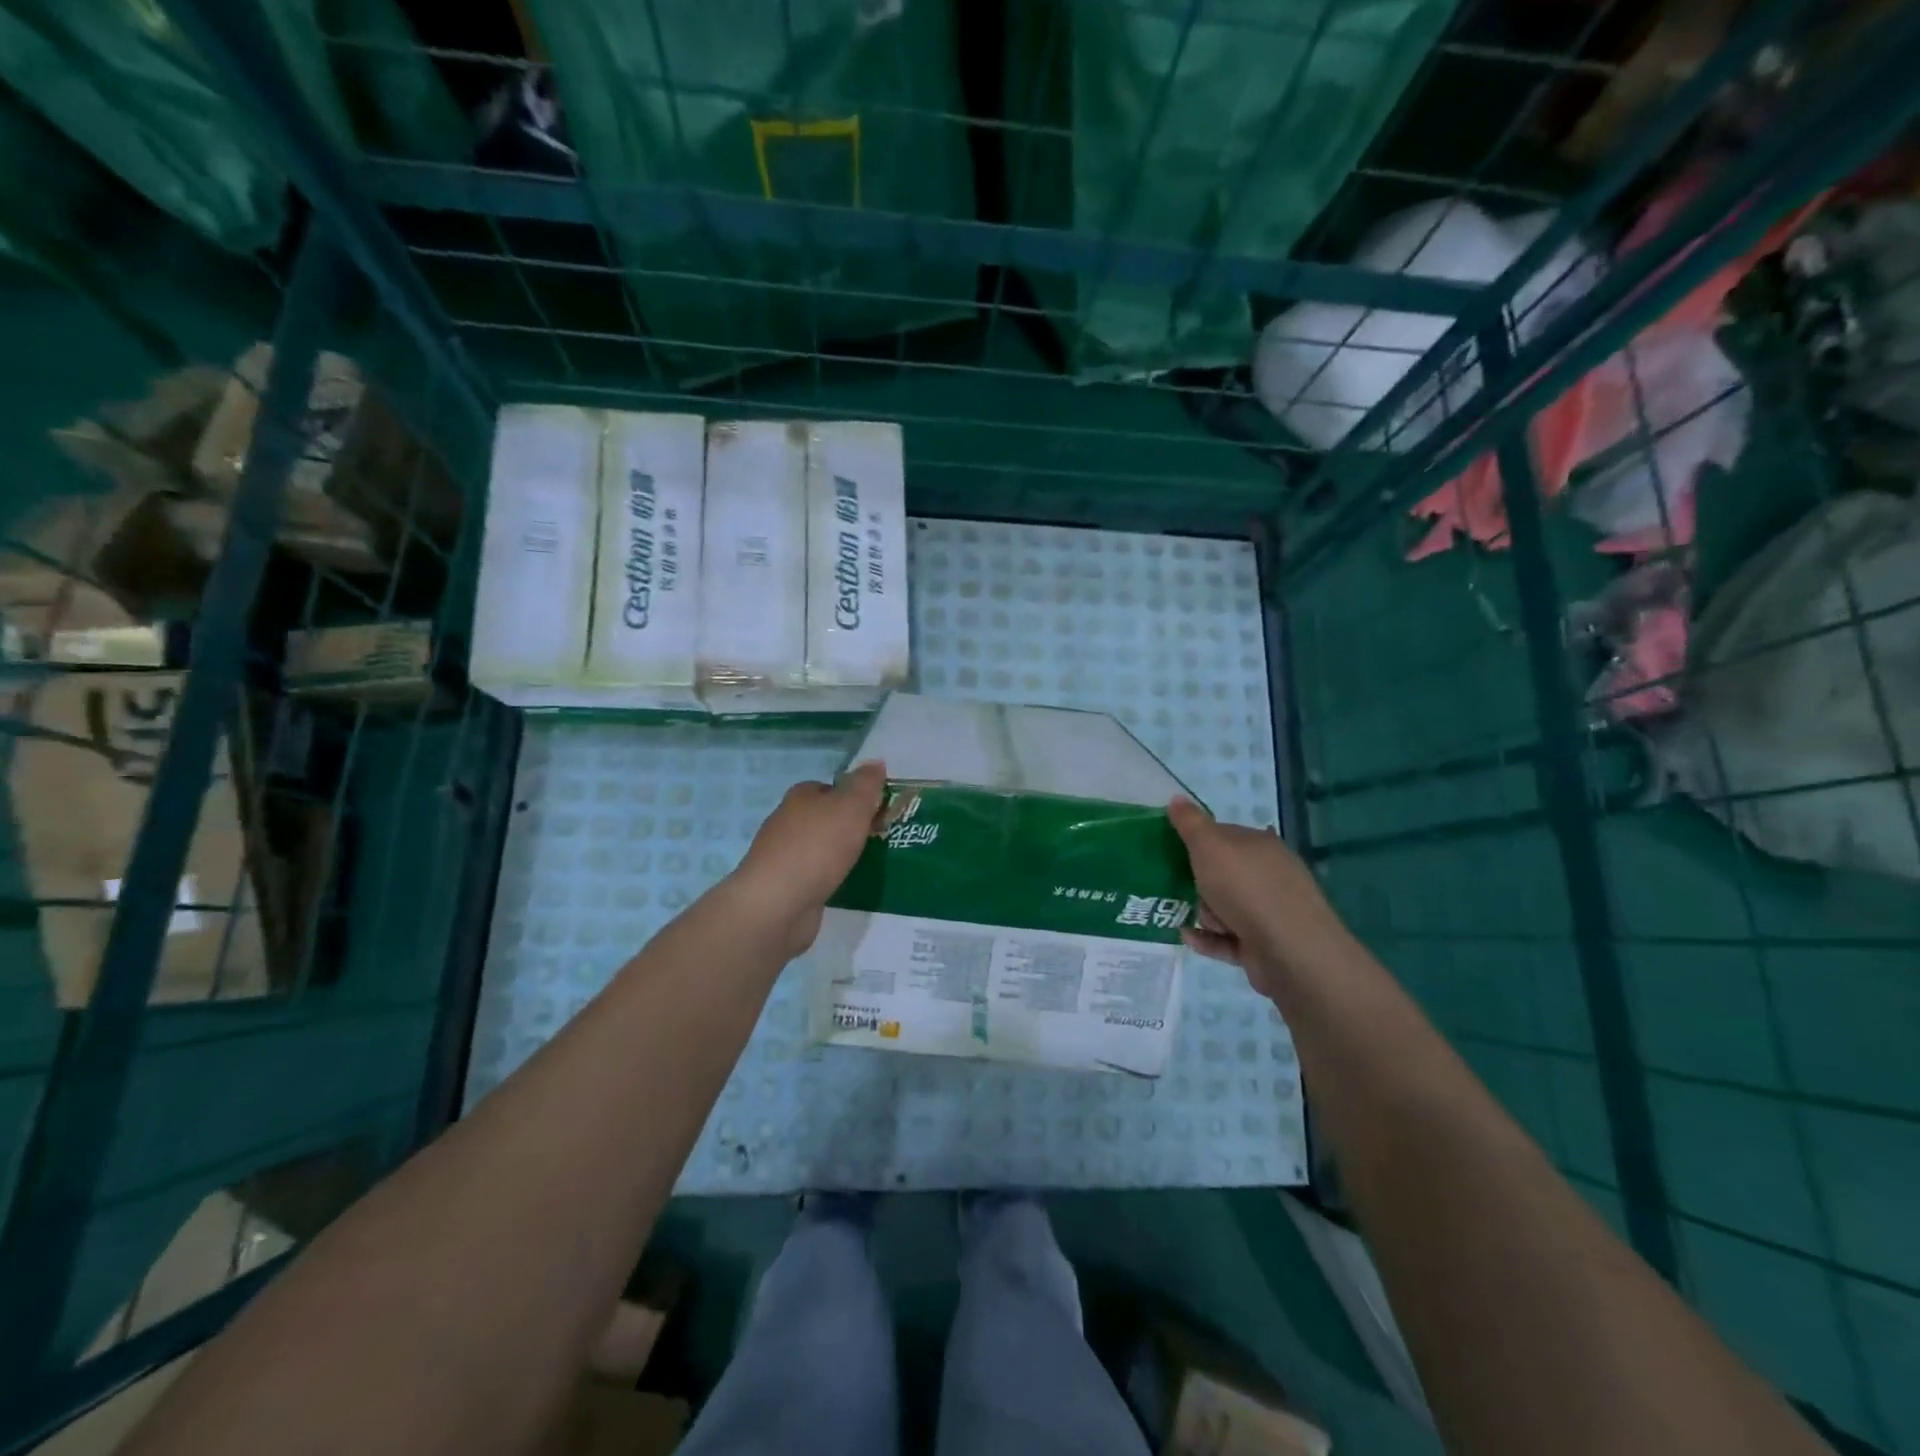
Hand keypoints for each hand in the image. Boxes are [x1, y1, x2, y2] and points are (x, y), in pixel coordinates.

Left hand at [728, 761, 886, 957]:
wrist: (778, 904)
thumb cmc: (817, 847)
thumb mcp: (851, 806)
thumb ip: (866, 784)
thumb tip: (876, 762)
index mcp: (800, 796)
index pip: (830, 787)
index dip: (855, 796)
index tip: (878, 811)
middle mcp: (788, 822)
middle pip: (825, 817)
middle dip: (849, 826)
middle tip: (880, 836)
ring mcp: (784, 856)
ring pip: (820, 847)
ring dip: (841, 853)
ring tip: (870, 862)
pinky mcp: (786, 887)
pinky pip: (816, 875)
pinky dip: (830, 878)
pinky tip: (846, 885)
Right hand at [1167, 796, 1353, 997]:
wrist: (1290, 951)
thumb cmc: (1246, 888)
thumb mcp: (1210, 846)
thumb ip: (1191, 823)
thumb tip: (1176, 798)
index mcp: (1260, 845)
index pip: (1223, 834)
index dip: (1196, 841)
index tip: (1171, 851)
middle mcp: (1269, 875)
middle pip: (1222, 873)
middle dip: (1198, 881)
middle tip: (1177, 886)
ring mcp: (1269, 912)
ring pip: (1223, 907)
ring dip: (1203, 912)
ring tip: (1189, 916)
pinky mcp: (1263, 945)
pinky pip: (1226, 939)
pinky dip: (1207, 938)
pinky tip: (1187, 936)